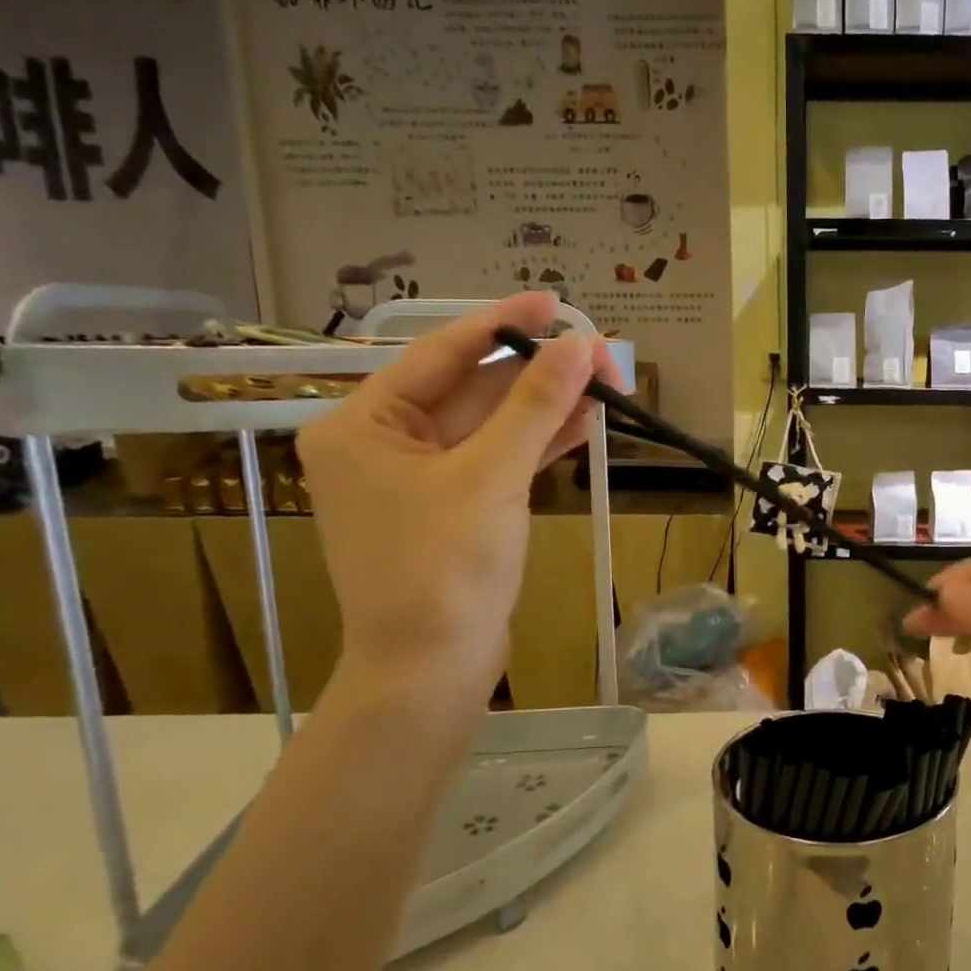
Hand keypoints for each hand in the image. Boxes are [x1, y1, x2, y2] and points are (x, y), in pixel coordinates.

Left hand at [297, 292, 615, 719]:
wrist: (432, 669)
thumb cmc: (443, 568)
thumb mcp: (491, 477)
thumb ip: (535, 406)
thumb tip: (578, 344)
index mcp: (364, 425)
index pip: (440, 355)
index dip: (500, 324)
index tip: (553, 302)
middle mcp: (388, 443)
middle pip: (472, 390)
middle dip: (537, 373)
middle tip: (599, 355)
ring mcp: (425, 478)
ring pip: (493, 426)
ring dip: (547, 407)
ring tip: (605, 384)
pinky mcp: (458, 507)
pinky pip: (501, 460)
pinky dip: (539, 444)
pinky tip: (585, 425)